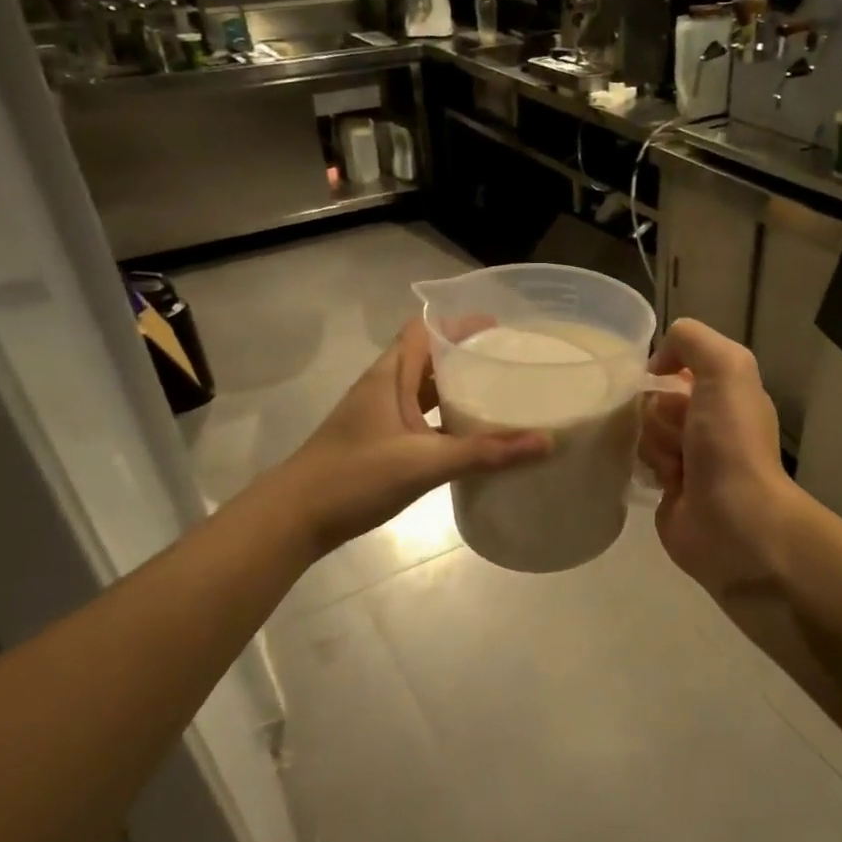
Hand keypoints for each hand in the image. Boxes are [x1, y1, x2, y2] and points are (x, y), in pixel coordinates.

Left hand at [281, 320, 547, 552]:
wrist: (294, 518)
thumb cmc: (354, 477)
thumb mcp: (424, 462)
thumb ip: (485, 452)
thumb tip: (546, 442)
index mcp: (389, 376)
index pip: (424, 331)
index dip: (460, 323)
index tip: (501, 328)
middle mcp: (384, 389)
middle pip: (429, 359)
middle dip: (467, 356)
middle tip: (511, 363)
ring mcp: (381, 418)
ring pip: (424, 392)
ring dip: (457, 390)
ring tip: (501, 395)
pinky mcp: (381, 444)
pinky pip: (422, 421)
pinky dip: (446, 422)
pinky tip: (473, 438)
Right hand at [638, 319, 806, 600]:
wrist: (733, 521)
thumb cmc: (730, 442)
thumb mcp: (725, 368)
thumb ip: (693, 340)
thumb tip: (658, 362)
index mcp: (726, 391)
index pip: (679, 363)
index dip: (664, 369)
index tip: (658, 383)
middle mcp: (707, 420)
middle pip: (655, 397)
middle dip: (657, 412)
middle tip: (678, 434)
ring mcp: (687, 456)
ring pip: (643, 430)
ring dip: (652, 443)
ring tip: (674, 466)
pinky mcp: (666, 489)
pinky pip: (637, 462)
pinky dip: (643, 467)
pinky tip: (659, 481)